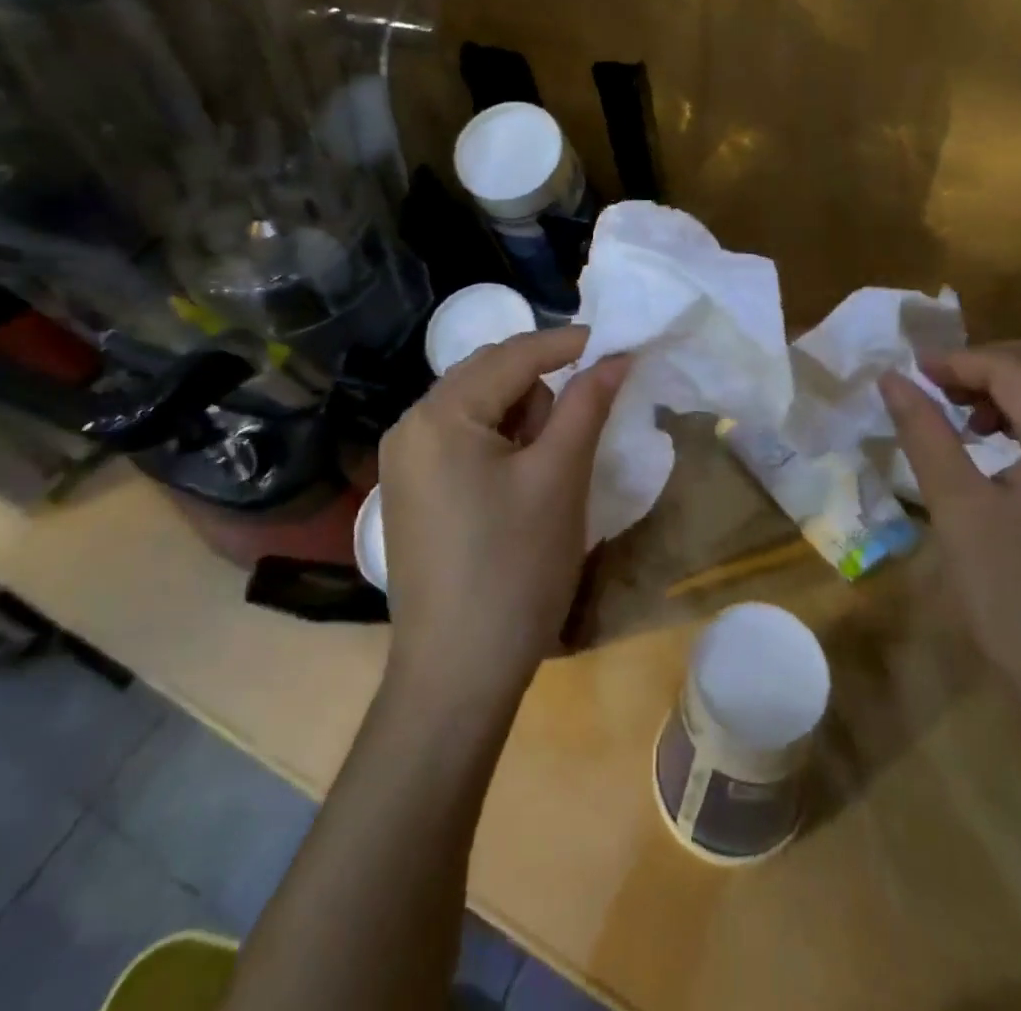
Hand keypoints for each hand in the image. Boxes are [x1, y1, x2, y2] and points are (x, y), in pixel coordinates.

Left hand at [377, 326, 627, 703]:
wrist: (456, 676)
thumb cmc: (515, 569)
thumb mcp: (560, 478)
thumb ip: (586, 404)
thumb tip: (616, 356)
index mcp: (439, 414)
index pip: (513, 354)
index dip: (568, 343)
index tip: (616, 344)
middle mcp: (410, 426)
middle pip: (489, 376)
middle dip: (541, 390)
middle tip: (576, 433)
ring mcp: (404, 462)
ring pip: (478, 409)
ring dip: (521, 421)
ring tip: (544, 475)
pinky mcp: (411, 492)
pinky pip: (462, 442)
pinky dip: (499, 446)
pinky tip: (518, 488)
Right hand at [879, 341, 1020, 725]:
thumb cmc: (1013, 593)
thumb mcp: (957, 506)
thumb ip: (925, 433)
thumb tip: (892, 379)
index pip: (1013, 370)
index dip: (957, 363)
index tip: (909, 376)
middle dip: (993, 361)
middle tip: (941, 385)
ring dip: (1012, 388)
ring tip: (961, 416)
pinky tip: (993, 450)